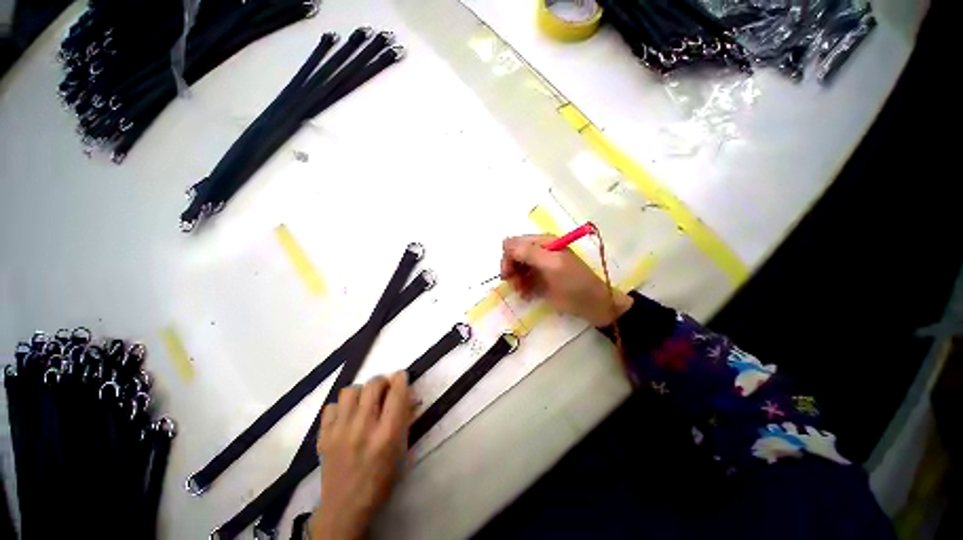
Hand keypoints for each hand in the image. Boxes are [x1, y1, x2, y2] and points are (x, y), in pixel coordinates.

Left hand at [309, 372, 410, 539]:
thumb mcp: (401, 450)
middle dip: (382, 381)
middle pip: (373, 384)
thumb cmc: (381, 480)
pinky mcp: (323, 437)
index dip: (401, 378)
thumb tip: (406, 394)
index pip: (397, 392)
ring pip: (350, 391)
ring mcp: (340, 432)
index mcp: (387, 434)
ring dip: (361, 392)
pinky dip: (340, 408)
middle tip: (384, 390)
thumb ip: (404, 419)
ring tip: (364, 403)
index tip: (401, 376)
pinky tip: (346, 418)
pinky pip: (331, 407)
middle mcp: (363, 428)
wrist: (345, 509)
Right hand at [500, 235, 632, 326]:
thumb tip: (505, 243)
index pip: (514, 243)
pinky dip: (521, 287)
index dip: (508, 257)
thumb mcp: (552, 265)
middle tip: (514, 284)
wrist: (592, 305)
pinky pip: (522, 280)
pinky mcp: (539, 280)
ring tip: (522, 292)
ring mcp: (539, 266)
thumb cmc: (574, 283)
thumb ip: (528, 252)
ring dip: (515, 280)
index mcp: (543, 242)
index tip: (508, 274)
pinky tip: (527, 295)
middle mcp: (539, 251)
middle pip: (513, 255)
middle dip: (511, 269)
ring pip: (516, 269)